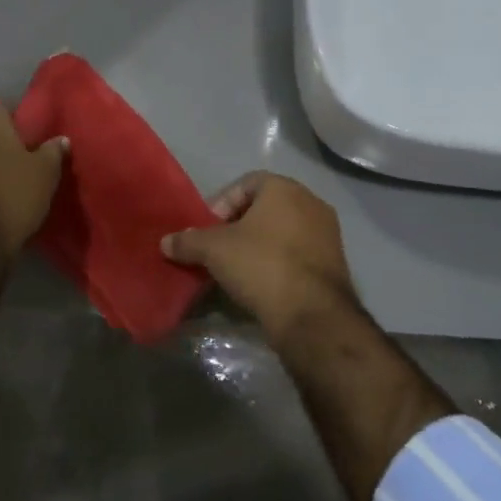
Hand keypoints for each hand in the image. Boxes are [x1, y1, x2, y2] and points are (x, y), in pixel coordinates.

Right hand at [162, 173, 358, 342]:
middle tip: (218, 250)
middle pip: (264, 207)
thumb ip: (188, 241)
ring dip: (259, 246)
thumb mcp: (214, 251)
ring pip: (282, 232)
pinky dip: (278, 263)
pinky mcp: (335, 263)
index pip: (245, 184)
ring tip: (237, 270)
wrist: (312, 315)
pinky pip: (298, 254)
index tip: (207, 230)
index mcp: (284, 188)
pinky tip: (262, 285)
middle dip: (238, 226)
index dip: (221, 204)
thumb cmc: (261, 265)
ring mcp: (327, 233)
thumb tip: (165, 242)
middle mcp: (311, 202)